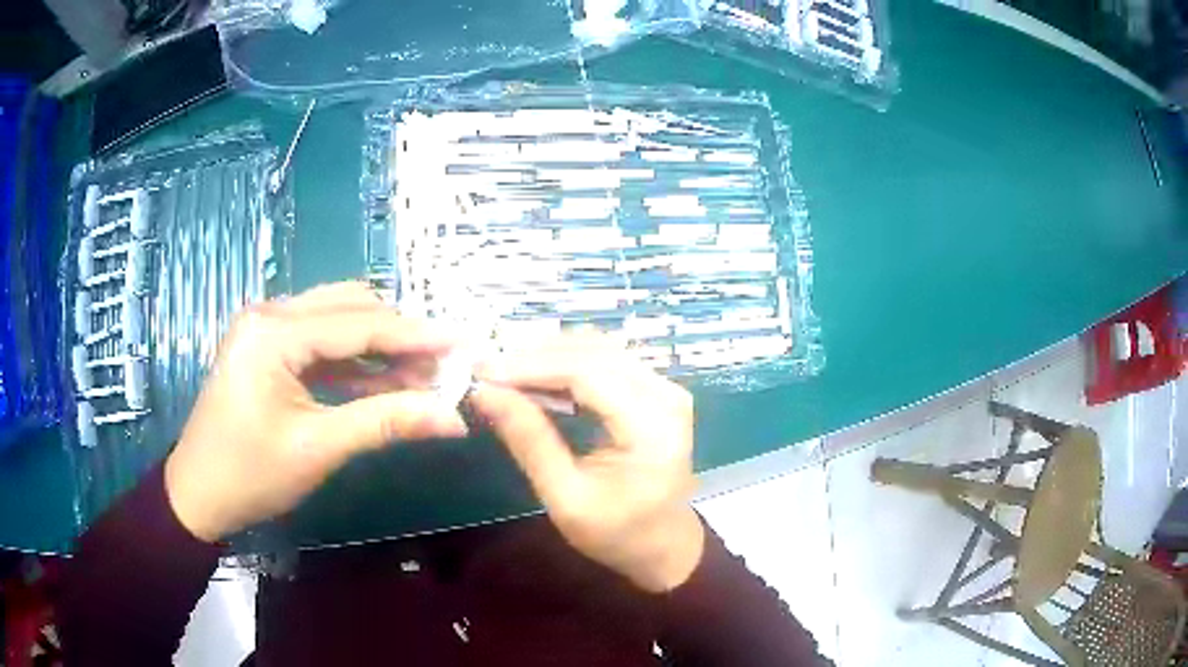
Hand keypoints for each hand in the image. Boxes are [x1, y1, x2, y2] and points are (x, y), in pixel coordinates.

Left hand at [165, 282, 466, 542]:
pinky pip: (320, 343)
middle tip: (444, 365)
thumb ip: (385, 423)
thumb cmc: (249, 475)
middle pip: (349, 307)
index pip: (357, 323)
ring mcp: (265, 328)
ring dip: (380, 345)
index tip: (464, 344)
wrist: (198, 495)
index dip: (415, 335)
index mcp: (272, 333)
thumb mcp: (318, 449)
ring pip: (337, 320)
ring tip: (423, 374)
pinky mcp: (267, 347)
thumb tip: (453, 417)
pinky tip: (386, 381)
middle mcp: (269, 314)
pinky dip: (355, 360)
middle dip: (399, 335)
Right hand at [469, 333, 703, 592]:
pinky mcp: (656, 389)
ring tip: (504, 371)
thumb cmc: (617, 533)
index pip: (588, 374)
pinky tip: (535, 375)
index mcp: (652, 428)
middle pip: (593, 353)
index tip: (482, 371)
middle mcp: (666, 395)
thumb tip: (484, 392)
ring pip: (599, 348)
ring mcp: (665, 388)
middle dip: (535, 356)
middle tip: (486, 369)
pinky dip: (567, 362)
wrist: (664, 546)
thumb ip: (529, 441)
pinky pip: (607, 360)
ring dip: (549, 354)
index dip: (531, 366)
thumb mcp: (566, 498)